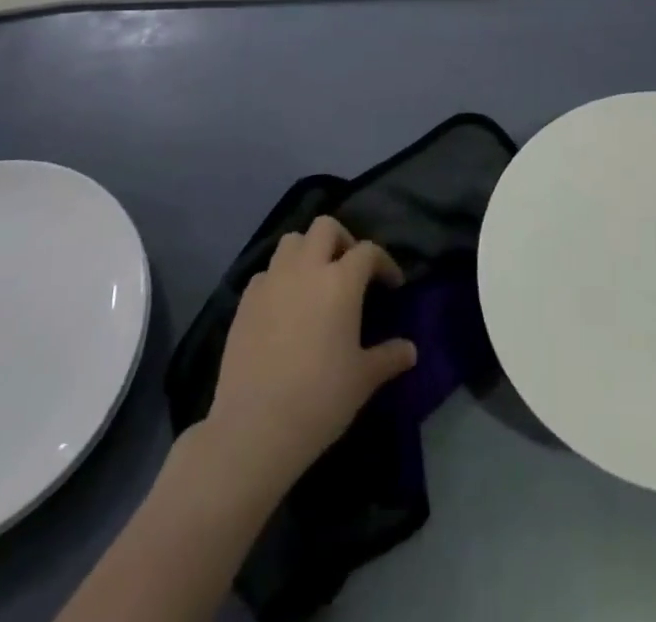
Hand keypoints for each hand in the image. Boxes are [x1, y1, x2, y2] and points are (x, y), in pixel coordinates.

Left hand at [199, 216, 416, 499]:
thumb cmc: (320, 399)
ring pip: (291, 241)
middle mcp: (306, 269)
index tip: (392, 284)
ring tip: (314, 280)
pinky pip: (266, 273)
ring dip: (307, 251)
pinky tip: (284, 306)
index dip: (384, 263)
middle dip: (342, 240)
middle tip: (349, 269)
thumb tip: (411, 350)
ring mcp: (271, 282)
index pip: (368, 251)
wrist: (255, 428)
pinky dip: (279, 278)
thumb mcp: (363, 379)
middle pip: (325, 227)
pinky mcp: (245, 302)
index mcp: (341, 281)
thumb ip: (389, 357)